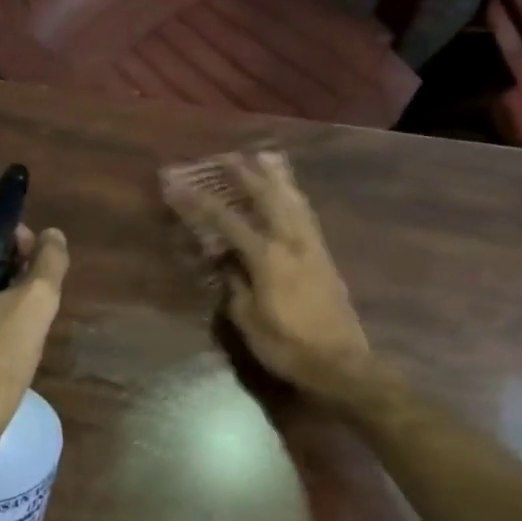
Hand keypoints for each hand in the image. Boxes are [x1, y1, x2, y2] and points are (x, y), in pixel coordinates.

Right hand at [161, 151, 371, 389]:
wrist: (341, 364)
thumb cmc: (288, 347)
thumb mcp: (249, 321)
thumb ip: (235, 286)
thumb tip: (226, 261)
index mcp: (267, 258)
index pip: (227, 221)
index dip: (200, 202)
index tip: (180, 186)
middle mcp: (291, 243)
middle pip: (267, 198)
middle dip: (245, 174)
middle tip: (227, 156)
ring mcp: (312, 247)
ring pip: (293, 200)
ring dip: (276, 177)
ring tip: (265, 157)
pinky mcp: (325, 256)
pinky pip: (307, 215)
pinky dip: (295, 196)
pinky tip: (292, 193)